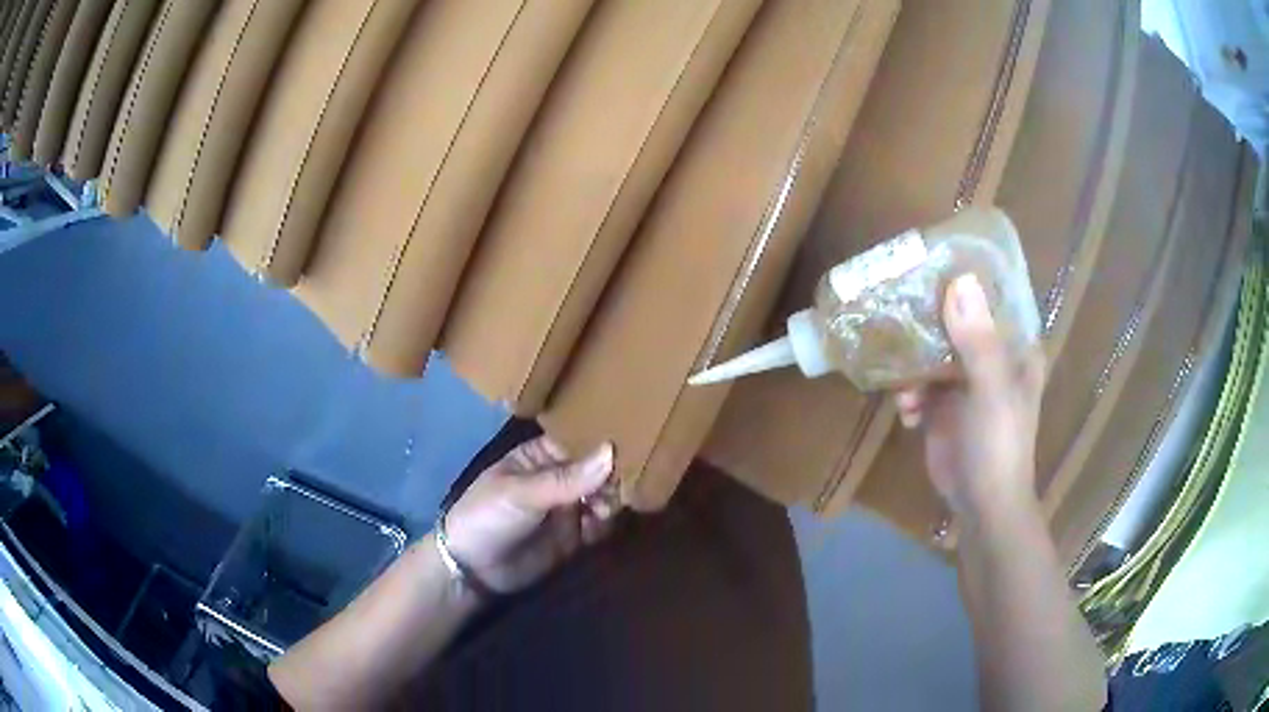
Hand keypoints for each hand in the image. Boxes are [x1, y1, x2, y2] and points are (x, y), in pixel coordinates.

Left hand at [442, 436, 620, 593]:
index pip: (578, 439)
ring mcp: (568, 507)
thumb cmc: (486, 516)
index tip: (631, 438)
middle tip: (623, 482)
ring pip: (603, 495)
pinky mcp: (575, 536)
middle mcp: (559, 477)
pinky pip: (601, 524)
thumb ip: (566, 478)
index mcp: (539, 455)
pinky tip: (601, 524)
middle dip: (612, 473)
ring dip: (611, 498)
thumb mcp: (521, 493)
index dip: (602, 438)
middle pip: (597, 468)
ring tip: (607, 507)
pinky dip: (607, 523)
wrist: (472, 570)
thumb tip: (611, 451)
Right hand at [894, 274, 1045, 520]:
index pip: (991, 298)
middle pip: (955, 321)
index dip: (965, 279)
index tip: (932, 263)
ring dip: (913, 366)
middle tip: (896, 310)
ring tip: (905, 389)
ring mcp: (965, 382)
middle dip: (927, 320)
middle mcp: (990, 357)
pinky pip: (919, 385)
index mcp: (1013, 347)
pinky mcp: (943, 407)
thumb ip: (978, 340)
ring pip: (932, 352)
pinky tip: (906, 412)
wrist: (982, 505)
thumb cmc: (999, 445)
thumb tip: (960, 280)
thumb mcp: (991, 391)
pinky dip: (909, 395)